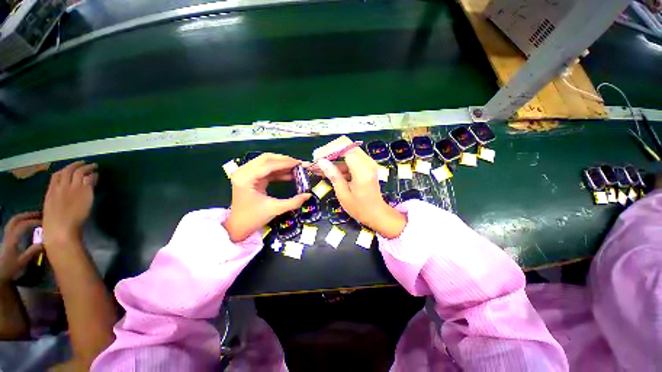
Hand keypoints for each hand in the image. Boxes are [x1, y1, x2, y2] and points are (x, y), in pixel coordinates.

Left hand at [0, 212, 42, 282]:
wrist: (0, 273)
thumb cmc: (11, 268)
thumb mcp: (22, 262)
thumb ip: (32, 252)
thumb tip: (45, 242)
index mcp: (12, 239)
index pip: (23, 225)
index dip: (34, 221)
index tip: (46, 222)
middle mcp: (8, 234)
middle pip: (16, 219)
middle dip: (28, 215)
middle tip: (40, 214)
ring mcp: (6, 236)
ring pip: (13, 221)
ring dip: (24, 217)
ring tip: (35, 217)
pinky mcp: (7, 238)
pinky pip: (13, 225)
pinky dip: (21, 221)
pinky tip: (27, 225)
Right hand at [42, 161, 97, 248]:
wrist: (61, 229)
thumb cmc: (55, 225)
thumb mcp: (51, 209)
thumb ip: (57, 200)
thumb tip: (64, 197)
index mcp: (51, 192)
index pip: (55, 176)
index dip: (63, 170)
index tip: (69, 169)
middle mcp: (61, 187)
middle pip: (68, 171)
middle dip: (76, 165)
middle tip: (84, 162)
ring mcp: (73, 188)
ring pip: (80, 172)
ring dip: (87, 167)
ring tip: (93, 166)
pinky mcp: (84, 191)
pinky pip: (89, 179)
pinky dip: (93, 175)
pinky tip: (97, 174)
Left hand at [224, 154, 311, 242]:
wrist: (238, 227)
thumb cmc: (253, 218)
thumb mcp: (275, 209)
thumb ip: (293, 202)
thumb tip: (308, 195)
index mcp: (246, 178)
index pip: (268, 165)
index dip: (285, 163)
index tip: (300, 163)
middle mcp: (243, 172)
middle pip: (266, 159)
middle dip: (284, 160)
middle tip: (298, 164)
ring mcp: (246, 173)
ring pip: (266, 162)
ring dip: (282, 164)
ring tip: (296, 168)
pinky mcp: (250, 177)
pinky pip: (266, 170)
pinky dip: (278, 171)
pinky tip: (289, 175)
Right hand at [314, 136, 406, 238]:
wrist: (377, 214)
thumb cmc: (360, 208)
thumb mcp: (344, 194)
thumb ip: (334, 175)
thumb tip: (321, 161)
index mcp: (362, 169)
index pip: (344, 148)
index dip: (328, 150)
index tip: (316, 158)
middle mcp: (367, 162)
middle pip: (346, 145)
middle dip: (330, 151)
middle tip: (317, 160)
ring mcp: (368, 163)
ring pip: (347, 151)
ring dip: (333, 158)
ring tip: (319, 167)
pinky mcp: (366, 166)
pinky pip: (351, 159)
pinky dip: (339, 164)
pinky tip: (328, 171)